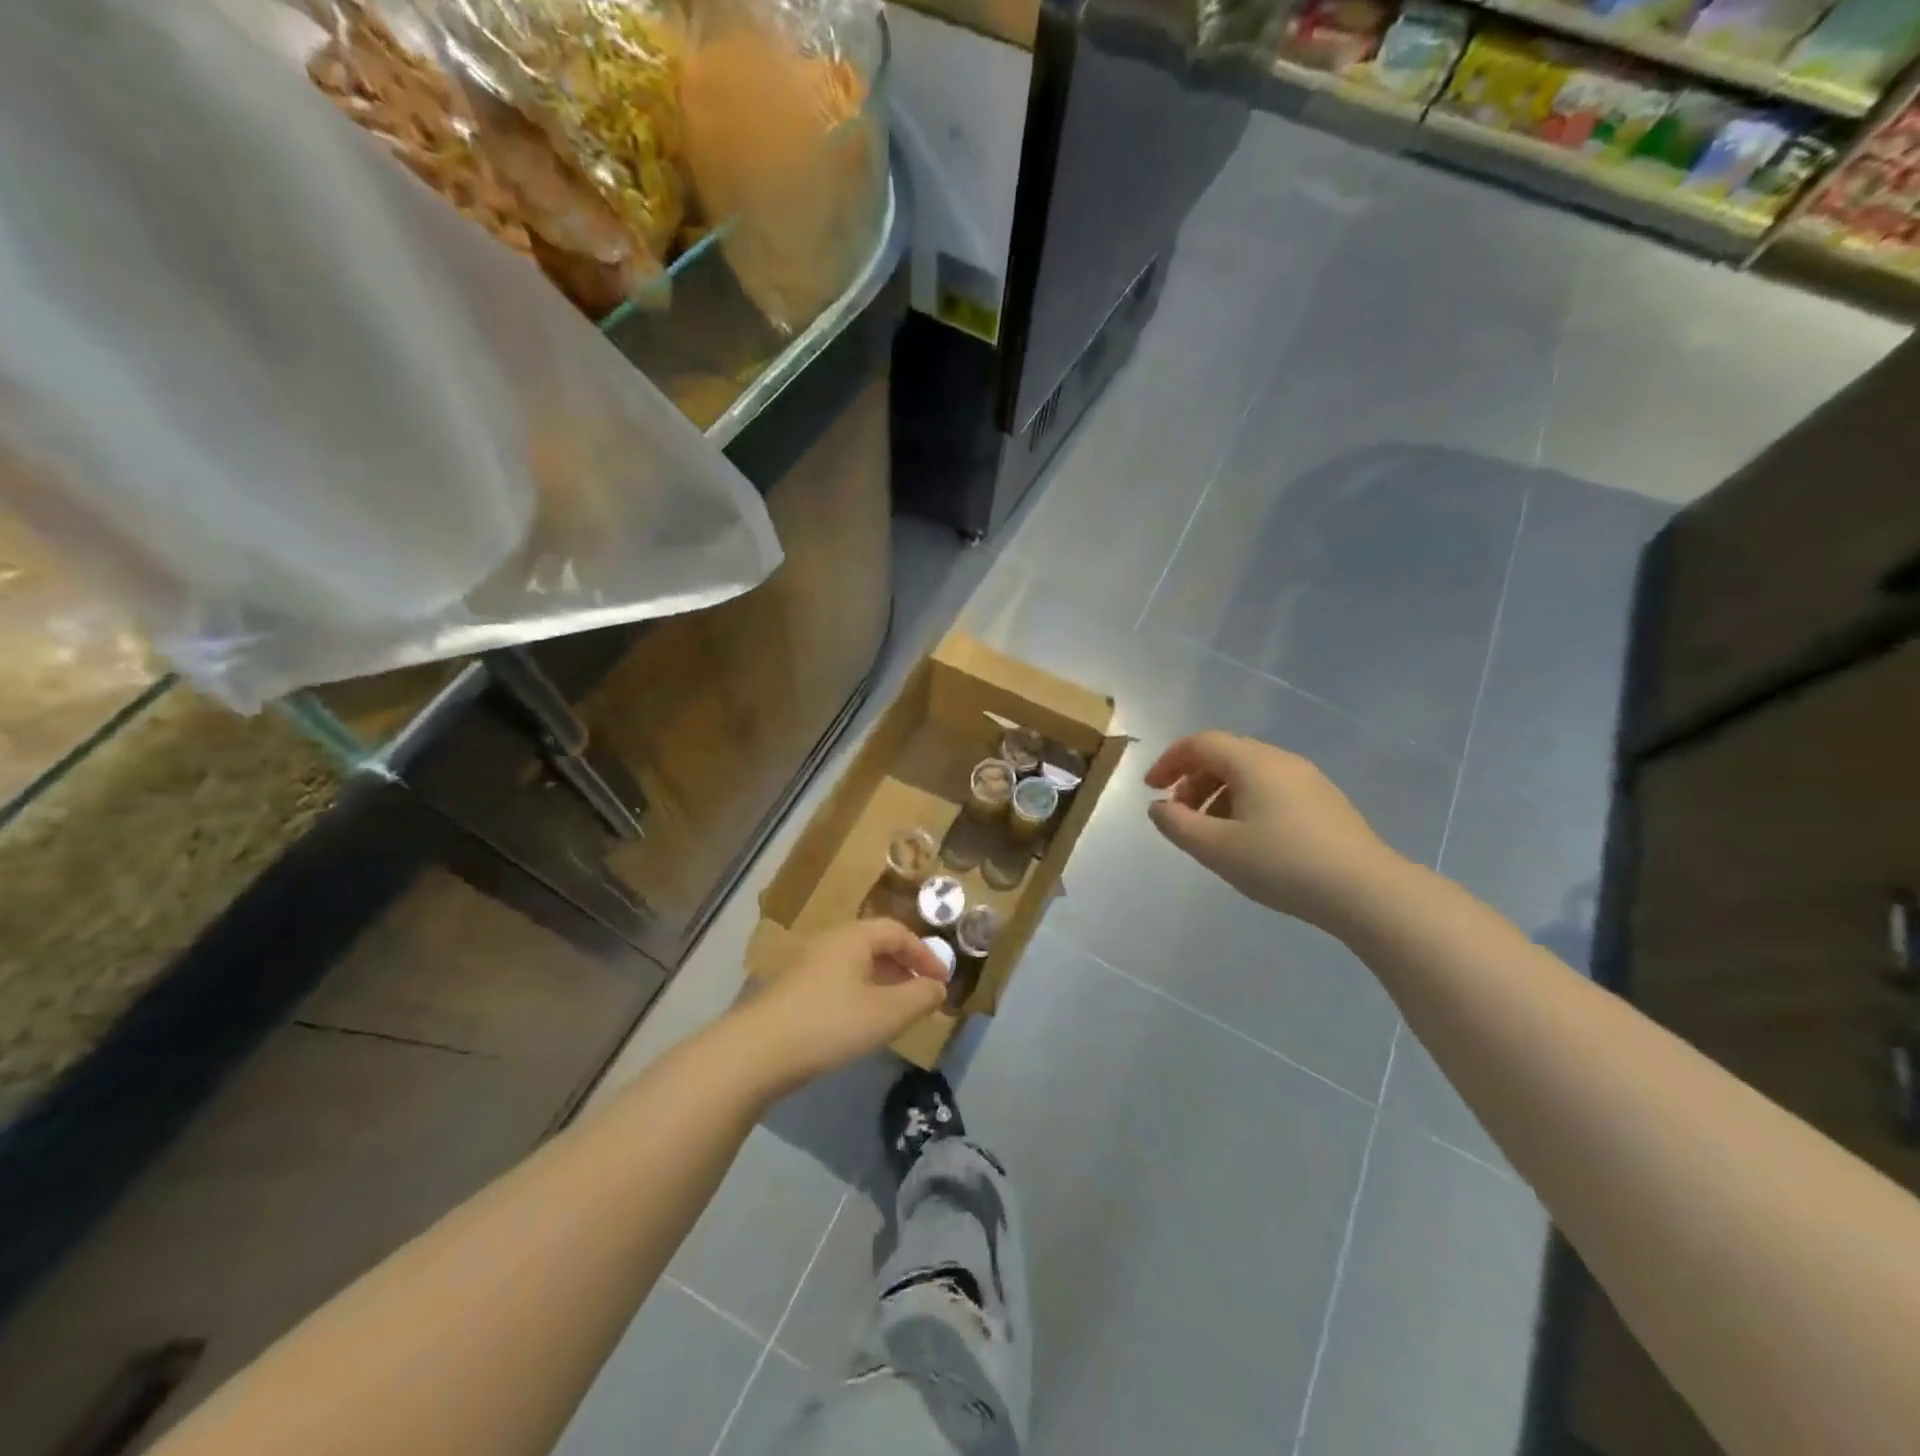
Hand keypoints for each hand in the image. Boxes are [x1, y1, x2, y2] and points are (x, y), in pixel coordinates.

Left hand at [734, 920, 950, 1092]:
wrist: (755, 1052)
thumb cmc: (828, 1024)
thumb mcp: (885, 1014)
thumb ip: (919, 998)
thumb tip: (939, 987)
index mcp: (853, 937)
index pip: (898, 932)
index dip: (925, 954)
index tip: (942, 982)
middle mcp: (829, 942)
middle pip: (876, 944)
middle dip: (904, 966)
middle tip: (922, 993)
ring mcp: (806, 965)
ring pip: (856, 964)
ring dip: (883, 981)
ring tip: (897, 1009)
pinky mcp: (793, 990)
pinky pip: (838, 980)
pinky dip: (861, 992)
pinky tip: (861, 1020)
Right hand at [1144, 730, 1406, 930]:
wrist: (1366, 891)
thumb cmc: (1282, 864)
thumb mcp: (1216, 848)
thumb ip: (1177, 824)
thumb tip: (1158, 807)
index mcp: (1252, 762)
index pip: (1200, 743)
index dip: (1169, 761)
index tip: (1151, 789)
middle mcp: (1280, 760)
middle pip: (1224, 755)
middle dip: (1192, 780)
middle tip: (1178, 814)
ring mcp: (1307, 780)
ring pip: (1249, 773)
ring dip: (1218, 794)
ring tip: (1209, 832)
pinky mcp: (1324, 802)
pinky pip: (1271, 788)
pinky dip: (1244, 802)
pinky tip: (1247, 839)